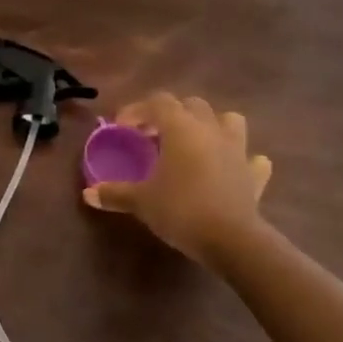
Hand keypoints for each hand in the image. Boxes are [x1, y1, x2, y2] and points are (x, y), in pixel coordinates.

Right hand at [82, 92, 274, 266]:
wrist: (231, 239)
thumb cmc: (180, 209)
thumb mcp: (141, 201)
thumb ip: (114, 193)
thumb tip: (88, 194)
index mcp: (181, 128)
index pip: (157, 102)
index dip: (136, 110)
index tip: (121, 128)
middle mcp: (210, 130)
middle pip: (192, 105)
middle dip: (171, 114)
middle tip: (153, 136)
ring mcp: (237, 150)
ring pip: (228, 120)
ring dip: (210, 126)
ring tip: (194, 144)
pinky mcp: (254, 174)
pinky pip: (252, 159)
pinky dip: (241, 160)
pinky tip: (230, 170)